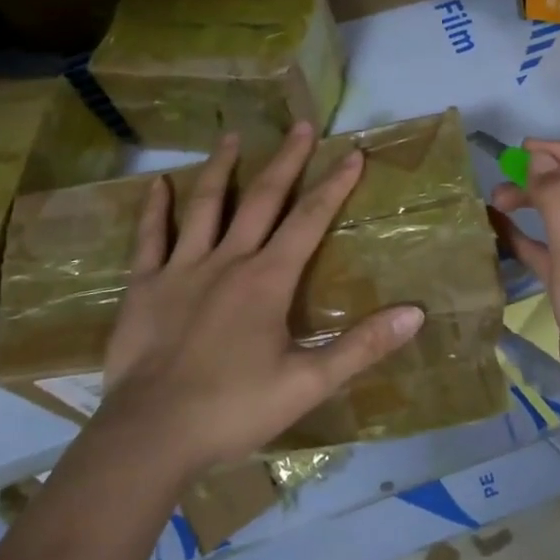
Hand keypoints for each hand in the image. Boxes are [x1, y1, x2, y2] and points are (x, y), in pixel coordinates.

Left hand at [92, 122, 424, 482]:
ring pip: (205, 206)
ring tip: (232, 135)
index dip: (335, 185)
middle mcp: (227, 260)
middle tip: (301, 124)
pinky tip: (157, 184)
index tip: (354, 152)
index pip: (310, 220)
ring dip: (221, 168)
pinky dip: (154, 209)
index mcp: (268, 280)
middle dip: (286, 160)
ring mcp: (181, 269)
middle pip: (262, 199)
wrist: (151, 435)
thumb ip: (362, 346)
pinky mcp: (144, 286)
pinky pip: (150, 238)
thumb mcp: (308, 383)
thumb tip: (415, 313)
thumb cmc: (234, 409)